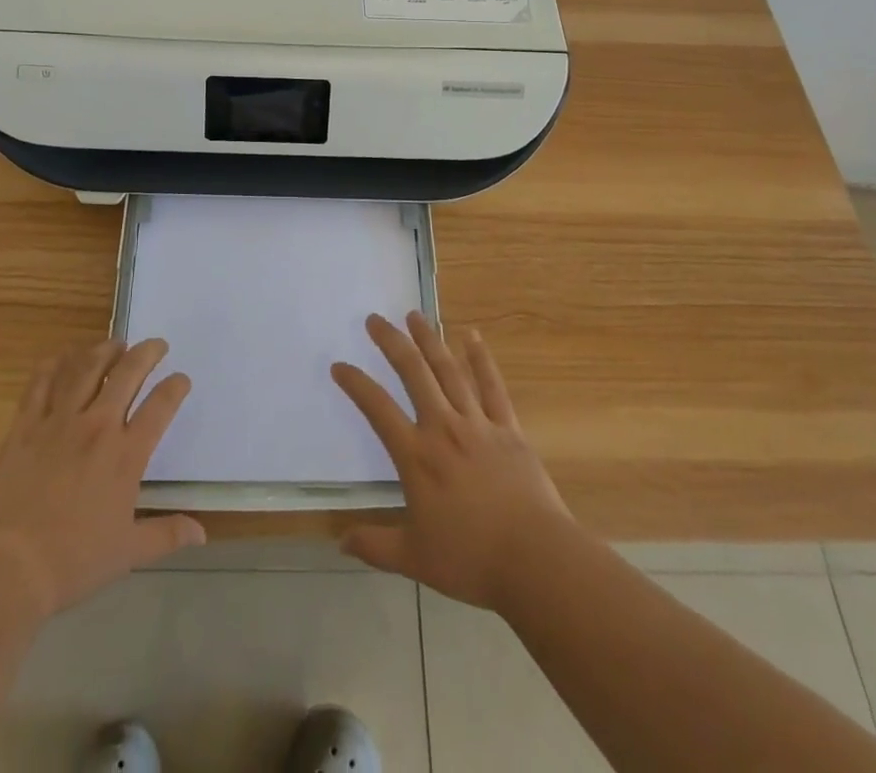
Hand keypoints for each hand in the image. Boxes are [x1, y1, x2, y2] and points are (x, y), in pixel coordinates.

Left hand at [0, 338, 204, 618]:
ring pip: (85, 369)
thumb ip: (166, 535)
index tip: (181, 378)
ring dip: (104, 350)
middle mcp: (97, 427)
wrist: (5, 566)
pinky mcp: (25, 427)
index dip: (175, 387)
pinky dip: (54, 366)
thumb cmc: (71, 562)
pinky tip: (62, 358)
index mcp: (126, 455)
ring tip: (115, 343)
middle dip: (146, 353)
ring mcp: (58, 422)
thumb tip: (201, 532)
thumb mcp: (127, 554)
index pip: (160, 407)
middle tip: (155, 344)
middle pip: (127, 374)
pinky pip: (41, 384)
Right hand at [332, 312, 573, 610]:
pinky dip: (481, 359)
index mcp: (416, 456)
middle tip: (375, 319)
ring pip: (449, 370)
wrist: (536, 560)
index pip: (377, 409)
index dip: (356, 384)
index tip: (339, 365)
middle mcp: (443, 428)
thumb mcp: (414, 558)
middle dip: (392, 342)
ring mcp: (478, 424)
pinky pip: (491, 386)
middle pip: (413, 373)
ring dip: (430, 340)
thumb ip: (375, 546)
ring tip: (414, 315)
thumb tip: (340, 542)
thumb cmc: (471, 560)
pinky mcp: (508, 429)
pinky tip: (472, 336)